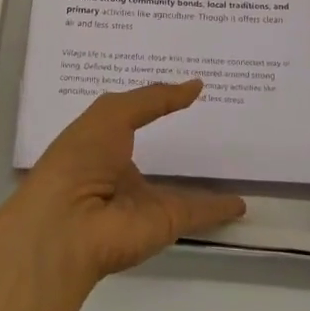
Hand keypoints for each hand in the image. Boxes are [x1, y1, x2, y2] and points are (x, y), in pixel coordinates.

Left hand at [0, 81, 246, 285]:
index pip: (132, 120)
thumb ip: (154, 98)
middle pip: (156, 155)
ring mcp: (145, 201)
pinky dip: (220, 208)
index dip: (154, 105)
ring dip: (202, 181)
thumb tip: (195, 85)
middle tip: (215, 121)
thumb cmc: (80, 158)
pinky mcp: (166, 223)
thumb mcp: (112, 113)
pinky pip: (200, 212)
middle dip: (177, 142)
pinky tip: (241, 202)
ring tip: (233, 162)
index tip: (181, 89)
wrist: (68, 224)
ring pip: (180, 188)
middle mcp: (122, 173)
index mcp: (102, 143)